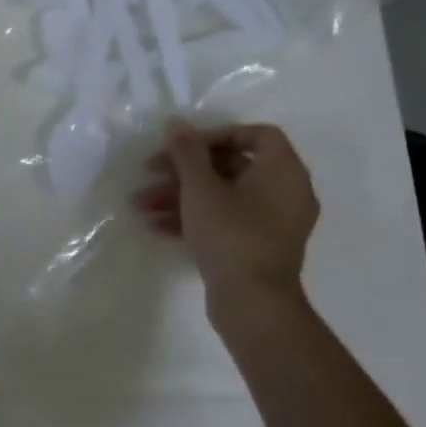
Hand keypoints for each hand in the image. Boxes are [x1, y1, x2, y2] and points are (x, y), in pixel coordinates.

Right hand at [134, 121, 318, 293]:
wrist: (252, 303)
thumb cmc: (231, 235)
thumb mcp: (200, 188)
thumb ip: (187, 152)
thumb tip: (177, 124)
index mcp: (283, 172)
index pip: (257, 135)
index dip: (218, 134)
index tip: (184, 145)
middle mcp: (285, 193)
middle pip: (231, 165)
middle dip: (183, 169)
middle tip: (149, 171)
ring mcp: (272, 222)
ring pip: (221, 195)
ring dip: (179, 195)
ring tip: (140, 205)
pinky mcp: (257, 246)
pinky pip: (225, 219)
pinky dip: (193, 218)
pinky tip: (155, 225)